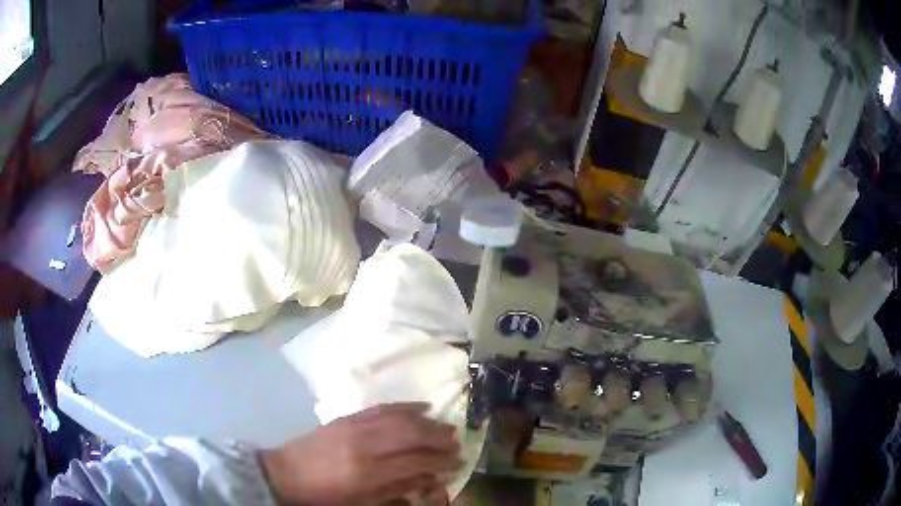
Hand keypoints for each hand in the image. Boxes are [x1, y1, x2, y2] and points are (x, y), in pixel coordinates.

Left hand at [260, 403, 460, 504]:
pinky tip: (421, 407)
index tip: (458, 461)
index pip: (415, 461)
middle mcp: (365, 445)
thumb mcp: (361, 503)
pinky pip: (381, 407)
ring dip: (427, 421)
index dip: (440, 461)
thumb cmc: (325, 496)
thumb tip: (428, 479)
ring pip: (400, 418)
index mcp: (368, 472)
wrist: (285, 473)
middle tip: (458, 442)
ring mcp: (354, 426)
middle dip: (439, 437)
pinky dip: (404, 406)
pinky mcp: (346, 417)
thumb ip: (396, 490)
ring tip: (447, 425)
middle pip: (411, 435)